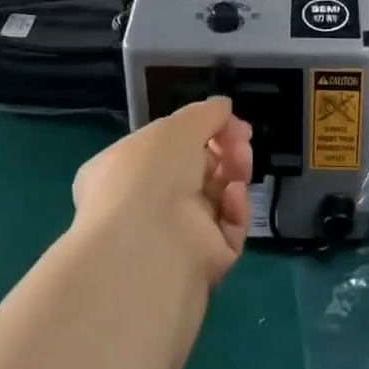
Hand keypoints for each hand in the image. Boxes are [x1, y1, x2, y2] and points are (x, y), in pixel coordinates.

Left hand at [71, 98, 252, 284]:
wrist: (149, 243)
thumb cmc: (151, 173)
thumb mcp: (176, 126)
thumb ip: (205, 113)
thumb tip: (224, 107)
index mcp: (126, 169)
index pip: (169, 147)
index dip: (202, 131)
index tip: (230, 122)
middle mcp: (147, 203)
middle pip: (199, 170)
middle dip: (226, 150)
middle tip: (242, 143)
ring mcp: (176, 234)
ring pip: (218, 198)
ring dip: (234, 175)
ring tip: (241, 165)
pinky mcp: (204, 261)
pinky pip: (228, 229)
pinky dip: (236, 210)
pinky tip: (233, 197)